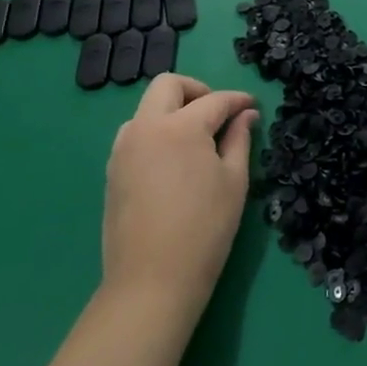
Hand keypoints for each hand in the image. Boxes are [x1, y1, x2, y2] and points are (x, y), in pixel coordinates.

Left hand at [101, 74, 257, 318]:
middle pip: (167, 85)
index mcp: (180, 127)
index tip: (253, 107)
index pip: (214, 100)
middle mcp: (146, 128)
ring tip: (196, 139)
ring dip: (172, 111)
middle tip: (218, 114)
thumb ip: (239, 139)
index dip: (238, 100)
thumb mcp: (234, 181)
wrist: (152, 280)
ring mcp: (123, 149)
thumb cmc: (205, 228)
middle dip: (197, 90)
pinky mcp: (113, 171)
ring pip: (146, 109)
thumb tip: (245, 115)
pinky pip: (135, 135)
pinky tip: (175, 160)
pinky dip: (156, 132)